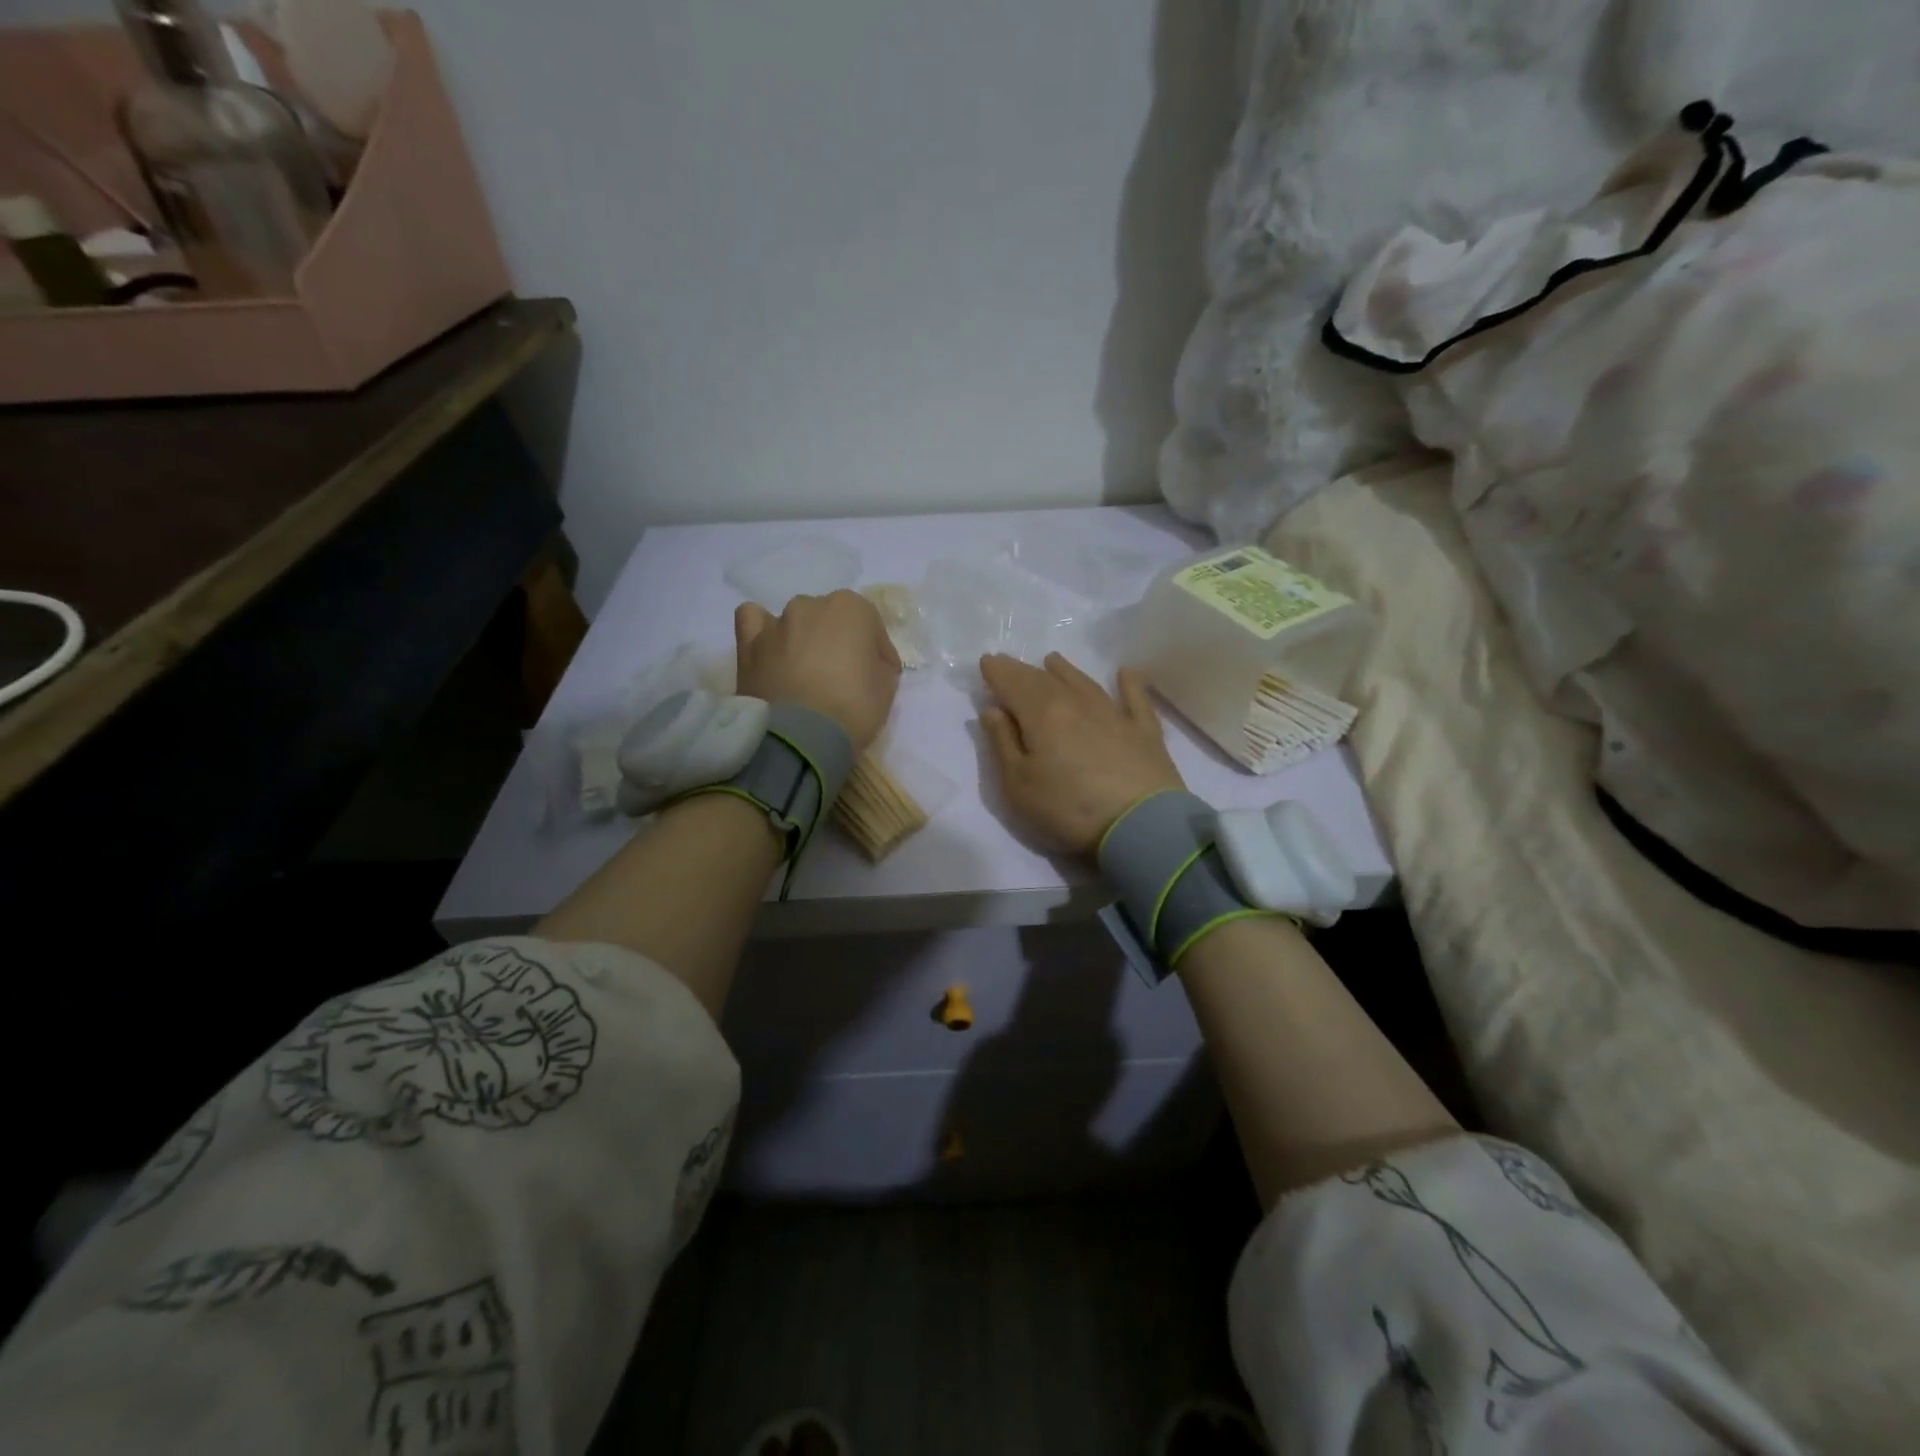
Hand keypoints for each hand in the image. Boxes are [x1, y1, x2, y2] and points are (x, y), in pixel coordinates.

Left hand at [735, 591, 901, 752]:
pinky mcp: (748, 644)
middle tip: (842, 676)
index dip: (877, 652)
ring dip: (804, 639)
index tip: (879, 675)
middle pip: (831, 619)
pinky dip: (763, 632)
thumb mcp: (887, 688)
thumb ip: (879, 665)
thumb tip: (868, 664)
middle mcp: (812, 605)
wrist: (800, 738)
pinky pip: (754, 621)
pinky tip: (770, 651)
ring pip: (795, 622)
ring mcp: (777, 622)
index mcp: (851, 608)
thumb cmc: (853, 708)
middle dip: (839, 642)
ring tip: (805, 671)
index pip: (872, 626)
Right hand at [978, 653, 1185, 855]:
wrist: (1140, 825)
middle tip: (1009, 662)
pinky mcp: (1144, 730)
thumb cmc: (1067, 808)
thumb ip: (1002, 743)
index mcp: (1041, 714)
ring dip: (1065, 670)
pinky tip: (1124, 672)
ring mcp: (1114, 714)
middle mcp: (1076, 703)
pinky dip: (1128, 683)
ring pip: (1084, 682)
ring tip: (1052, 660)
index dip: (997, 672)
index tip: (986, 661)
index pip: (1012, 684)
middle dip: (1022, 670)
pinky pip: (1134, 698)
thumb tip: (992, 709)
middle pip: (1044, 680)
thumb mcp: (1018, 785)